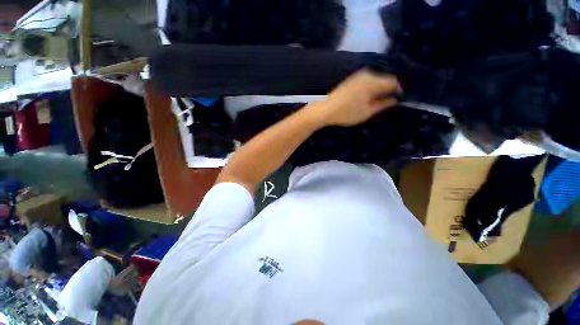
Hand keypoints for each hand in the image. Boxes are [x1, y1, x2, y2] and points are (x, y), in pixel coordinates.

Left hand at [305, 70, 401, 126]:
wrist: (325, 109)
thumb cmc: (346, 112)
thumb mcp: (366, 112)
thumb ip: (382, 105)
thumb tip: (394, 100)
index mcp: (373, 81)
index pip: (393, 81)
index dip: (398, 90)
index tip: (398, 99)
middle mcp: (367, 74)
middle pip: (384, 79)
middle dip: (387, 89)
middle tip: (387, 102)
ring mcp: (357, 76)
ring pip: (375, 80)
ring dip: (378, 89)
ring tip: (376, 101)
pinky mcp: (351, 79)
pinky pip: (366, 81)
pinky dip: (370, 88)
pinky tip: (367, 97)